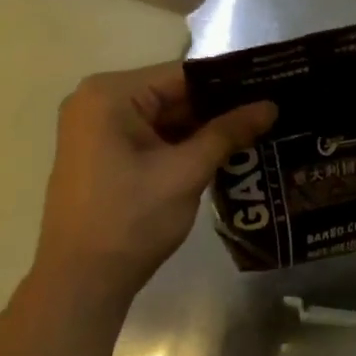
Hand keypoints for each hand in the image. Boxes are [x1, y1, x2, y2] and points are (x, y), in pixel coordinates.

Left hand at [27, 62, 275, 305]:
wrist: (82, 281)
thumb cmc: (131, 220)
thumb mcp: (186, 172)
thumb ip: (228, 133)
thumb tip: (271, 105)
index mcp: (111, 95)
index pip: (183, 74)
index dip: (231, 82)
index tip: (273, 87)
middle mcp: (97, 102)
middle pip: (173, 94)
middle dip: (220, 108)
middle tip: (272, 113)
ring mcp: (97, 130)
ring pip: (164, 119)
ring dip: (205, 130)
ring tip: (259, 132)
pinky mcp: (102, 156)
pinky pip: (151, 139)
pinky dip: (183, 147)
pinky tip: (224, 154)